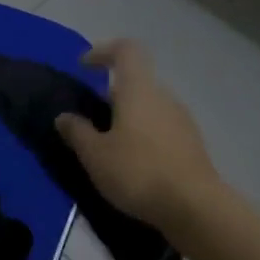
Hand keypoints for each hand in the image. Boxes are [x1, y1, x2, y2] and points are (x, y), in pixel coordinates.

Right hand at [56, 40, 225, 226]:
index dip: (103, 52)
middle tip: (90, 120)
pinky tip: (133, 165)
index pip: (126, 51)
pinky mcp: (192, 145)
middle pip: (136, 82)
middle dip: (111, 95)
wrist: (195, 208)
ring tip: (109, 147)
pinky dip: (143, 137)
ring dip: (128, 118)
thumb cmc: (138, 172)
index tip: (84, 67)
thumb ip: (77, 132)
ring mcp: (183, 121)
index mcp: (139, 90)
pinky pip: (161, 129)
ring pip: (149, 108)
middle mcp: (164, 97)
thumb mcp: (95, 155)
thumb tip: (64, 116)